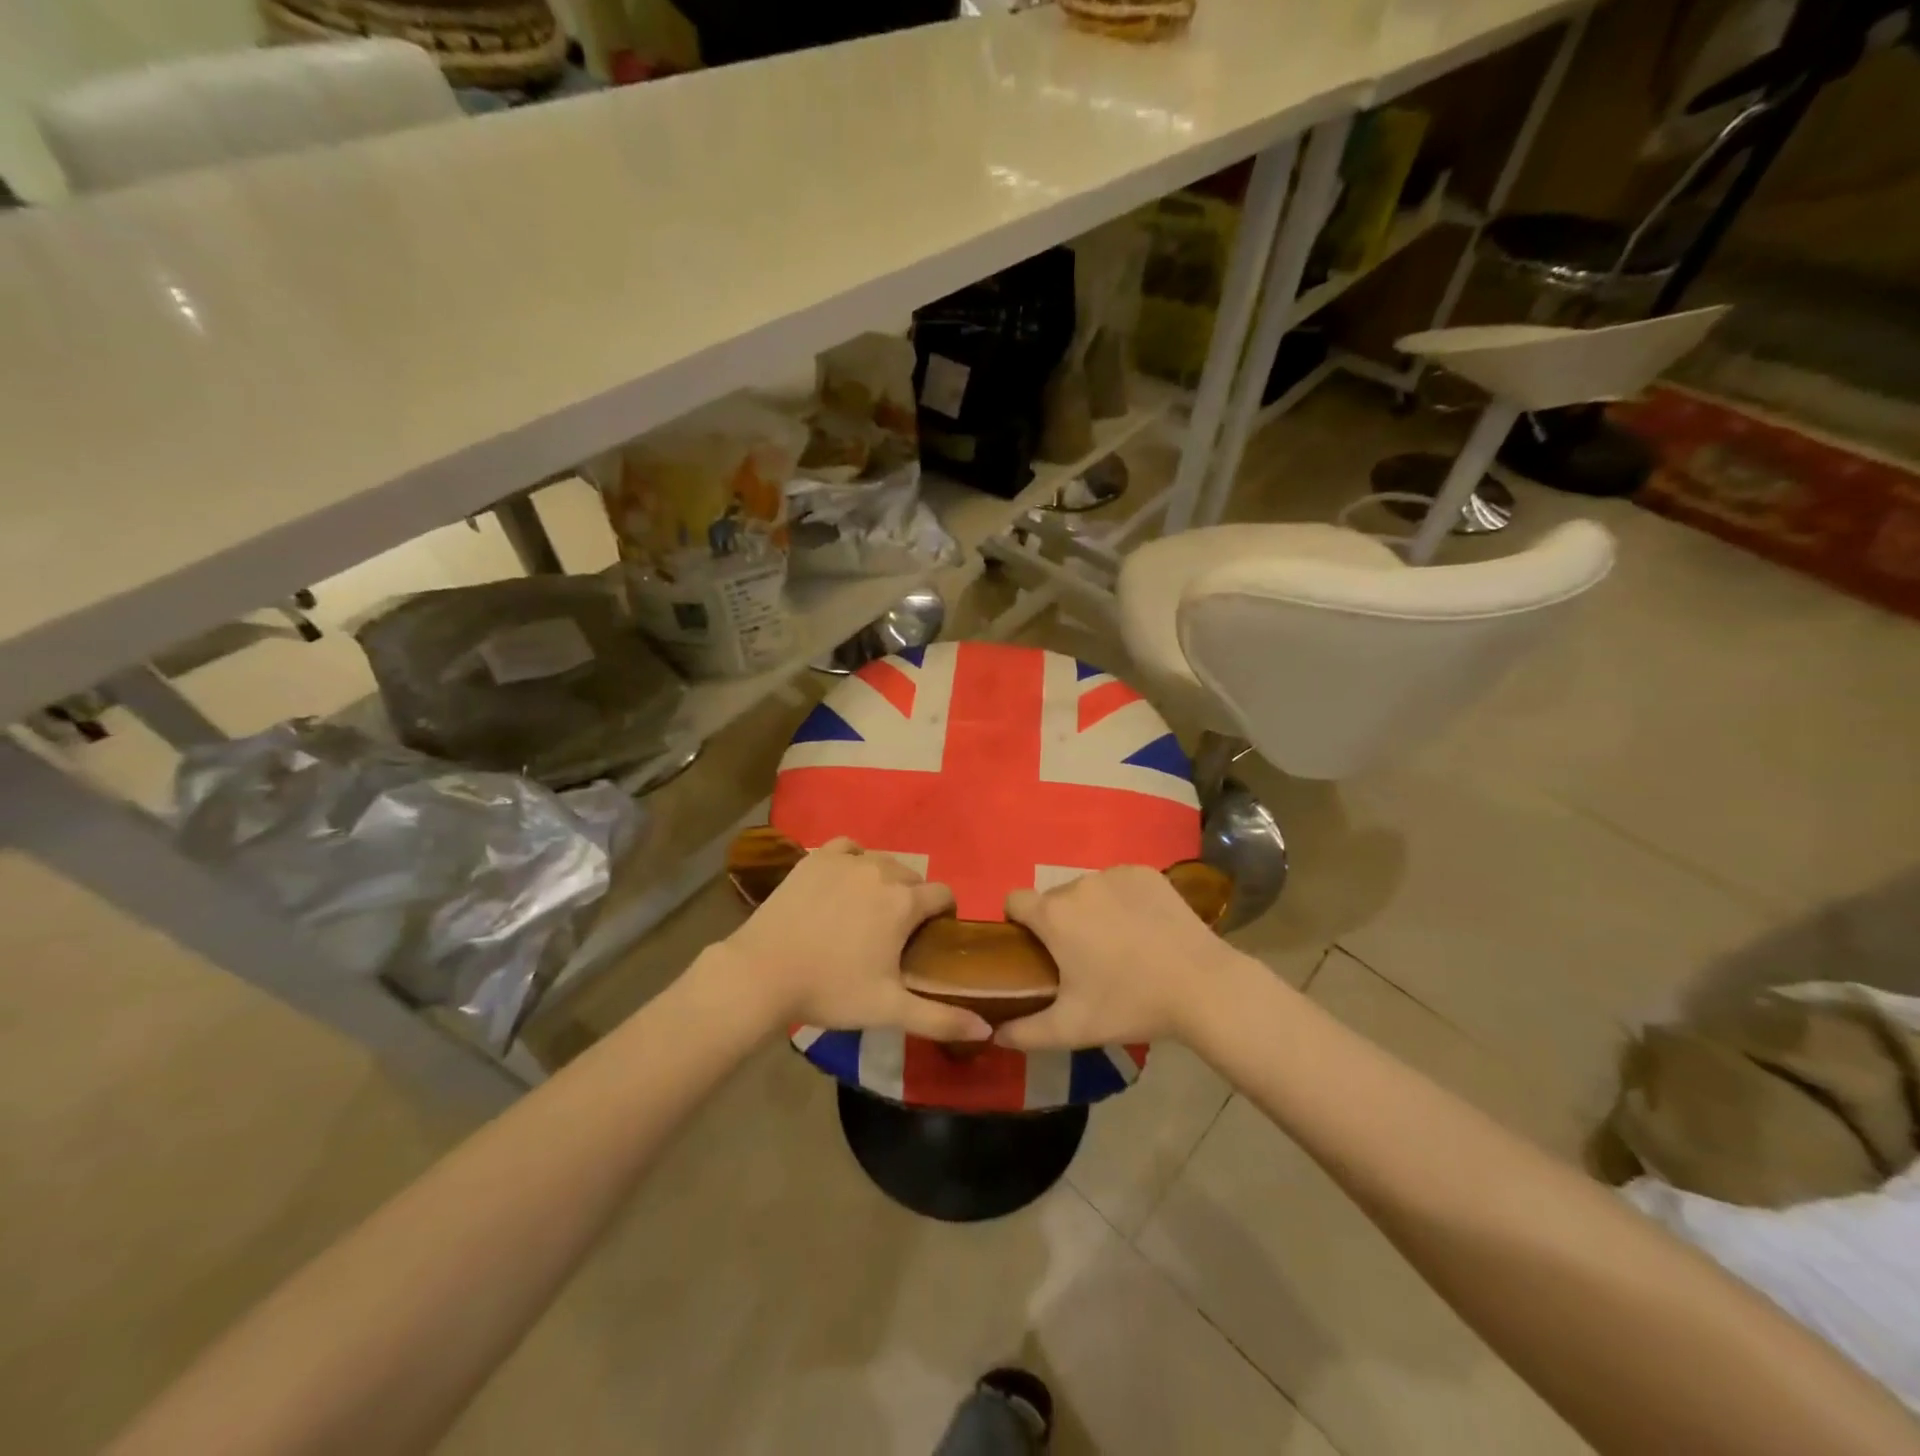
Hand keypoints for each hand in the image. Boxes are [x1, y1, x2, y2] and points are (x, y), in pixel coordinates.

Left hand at [718, 838, 990, 1041]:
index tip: (931, 937)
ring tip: (867, 910)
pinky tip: (845, 879)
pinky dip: (854, 859)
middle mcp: (881, 870)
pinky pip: (848, 848)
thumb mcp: (889, 1009)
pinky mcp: (816, 857)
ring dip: (884, 881)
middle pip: (912, 878)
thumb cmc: (830, 990)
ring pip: (881, 862)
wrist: (762, 973)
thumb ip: (941, 1019)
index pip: (943, 894)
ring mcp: (846, 860)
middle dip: (912, 900)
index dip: (943, 914)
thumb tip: (987, 1029)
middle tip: (894, 933)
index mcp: (904, 902)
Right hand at [995, 865, 1244, 1050]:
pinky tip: (1143, 928)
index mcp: (1054, 915)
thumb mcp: (1072, 1028)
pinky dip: (1122, 901)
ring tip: (1118, 946)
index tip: (1033, 949)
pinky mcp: (1146, 873)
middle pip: (1054, 898)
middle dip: (1059, 922)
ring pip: (1087, 890)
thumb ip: (1025, 1032)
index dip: (1017, 922)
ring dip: (1091, 911)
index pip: (1014, 900)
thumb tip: (995, 1034)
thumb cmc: (1130, 1004)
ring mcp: (1114, 874)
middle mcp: (1079, 884)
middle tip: (1081, 959)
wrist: (1202, 986)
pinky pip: (1119, 883)